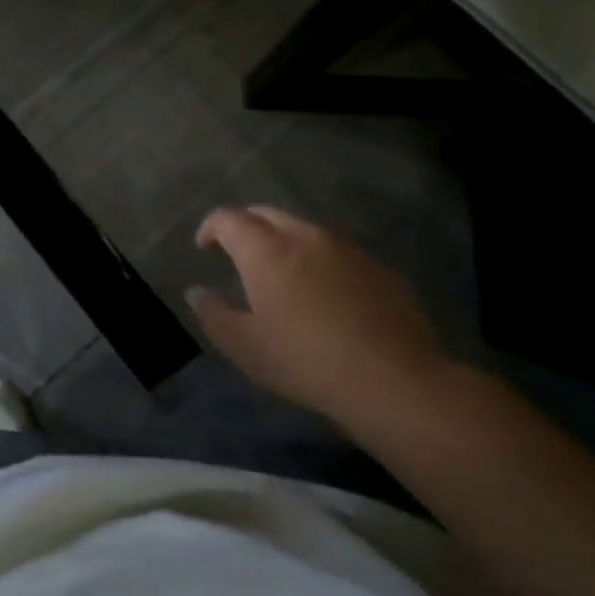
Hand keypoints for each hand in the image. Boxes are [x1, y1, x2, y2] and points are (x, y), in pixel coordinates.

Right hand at [187, 205, 452, 427]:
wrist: (397, 381)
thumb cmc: (306, 362)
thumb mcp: (245, 348)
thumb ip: (214, 315)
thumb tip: (197, 292)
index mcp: (264, 249)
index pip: (228, 219)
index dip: (211, 228)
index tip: (205, 246)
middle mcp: (303, 235)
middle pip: (266, 214)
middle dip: (247, 227)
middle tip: (240, 253)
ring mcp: (345, 247)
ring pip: (304, 228)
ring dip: (285, 240)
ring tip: (283, 272)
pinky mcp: (378, 266)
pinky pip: (337, 250)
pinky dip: (320, 259)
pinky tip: (326, 292)